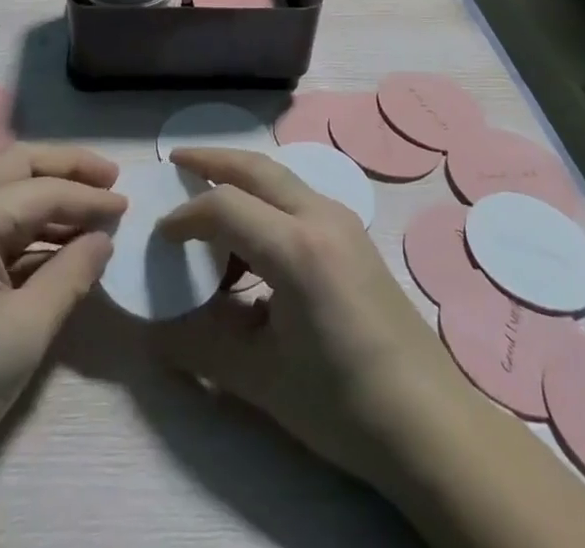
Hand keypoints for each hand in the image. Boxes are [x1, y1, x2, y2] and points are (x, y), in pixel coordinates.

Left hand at [0, 144, 126, 485]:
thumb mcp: (25, 332)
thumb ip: (70, 276)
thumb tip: (102, 239)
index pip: (43, 191)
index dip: (89, 198)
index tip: (127, 207)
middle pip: (19, 165)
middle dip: (68, 167)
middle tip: (110, 181)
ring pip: (4, 187)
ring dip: (48, 192)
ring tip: (92, 210)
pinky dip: (28, 220)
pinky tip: (56, 242)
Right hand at [151, 147, 462, 491]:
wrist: (432, 425)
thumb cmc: (343, 404)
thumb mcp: (262, 380)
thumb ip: (201, 346)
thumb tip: (152, 334)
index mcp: (297, 249)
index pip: (224, 206)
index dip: (184, 216)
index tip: (158, 237)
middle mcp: (321, 216)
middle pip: (255, 168)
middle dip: (212, 160)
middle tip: (176, 161)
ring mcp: (342, 222)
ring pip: (279, 178)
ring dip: (240, 179)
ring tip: (207, 202)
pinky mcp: (353, 235)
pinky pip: (298, 198)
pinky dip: (264, 201)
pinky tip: (250, 241)